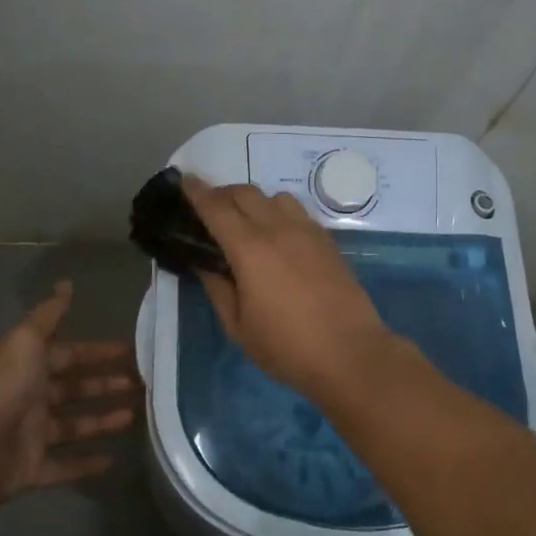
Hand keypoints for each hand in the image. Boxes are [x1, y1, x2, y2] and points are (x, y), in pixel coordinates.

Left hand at [0, 282, 137, 505]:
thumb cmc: (2, 387)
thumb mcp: (25, 340)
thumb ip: (48, 315)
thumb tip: (67, 283)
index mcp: (28, 366)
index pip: (70, 355)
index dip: (98, 352)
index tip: (131, 351)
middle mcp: (31, 398)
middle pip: (75, 389)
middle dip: (106, 385)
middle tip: (141, 384)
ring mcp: (32, 435)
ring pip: (75, 426)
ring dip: (104, 421)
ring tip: (136, 416)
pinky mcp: (33, 469)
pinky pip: (65, 466)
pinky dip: (87, 464)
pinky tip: (114, 460)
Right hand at [183, 178, 395, 402]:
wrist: (350, 354)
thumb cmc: (287, 347)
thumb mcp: (238, 327)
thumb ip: (218, 289)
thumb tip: (206, 264)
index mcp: (249, 249)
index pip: (216, 208)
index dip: (197, 192)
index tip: (184, 180)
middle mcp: (278, 229)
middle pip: (245, 193)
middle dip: (222, 194)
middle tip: (210, 210)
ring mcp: (307, 232)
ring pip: (274, 196)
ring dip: (254, 201)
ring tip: (246, 223)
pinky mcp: (327, 241)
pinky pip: (297, 211)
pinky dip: (278, 212)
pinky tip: (277, 236)